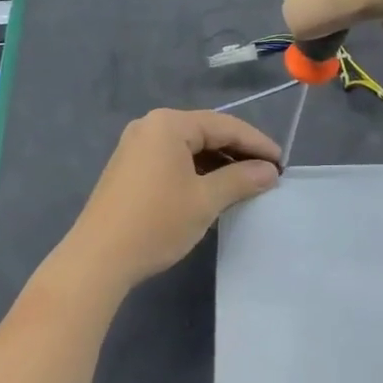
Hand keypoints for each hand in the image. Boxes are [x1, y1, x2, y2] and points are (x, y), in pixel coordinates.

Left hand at [60, 110, 281, 288]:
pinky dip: (197, 171)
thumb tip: (270, 171)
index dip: (257, 143)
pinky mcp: (129, 168)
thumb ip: (241, 179)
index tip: (283, 163)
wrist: (98, 258)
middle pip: (205, 132)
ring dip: (219, 163)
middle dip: (238, 152)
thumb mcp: (205, 200)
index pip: (224, 125)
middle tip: (268, 173)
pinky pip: (172, 160)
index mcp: (169, 124)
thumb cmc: (156, 222)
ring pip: (189, 148)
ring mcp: (136, 146)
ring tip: (247, 184)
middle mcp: (150, 126)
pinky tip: (214, 189)